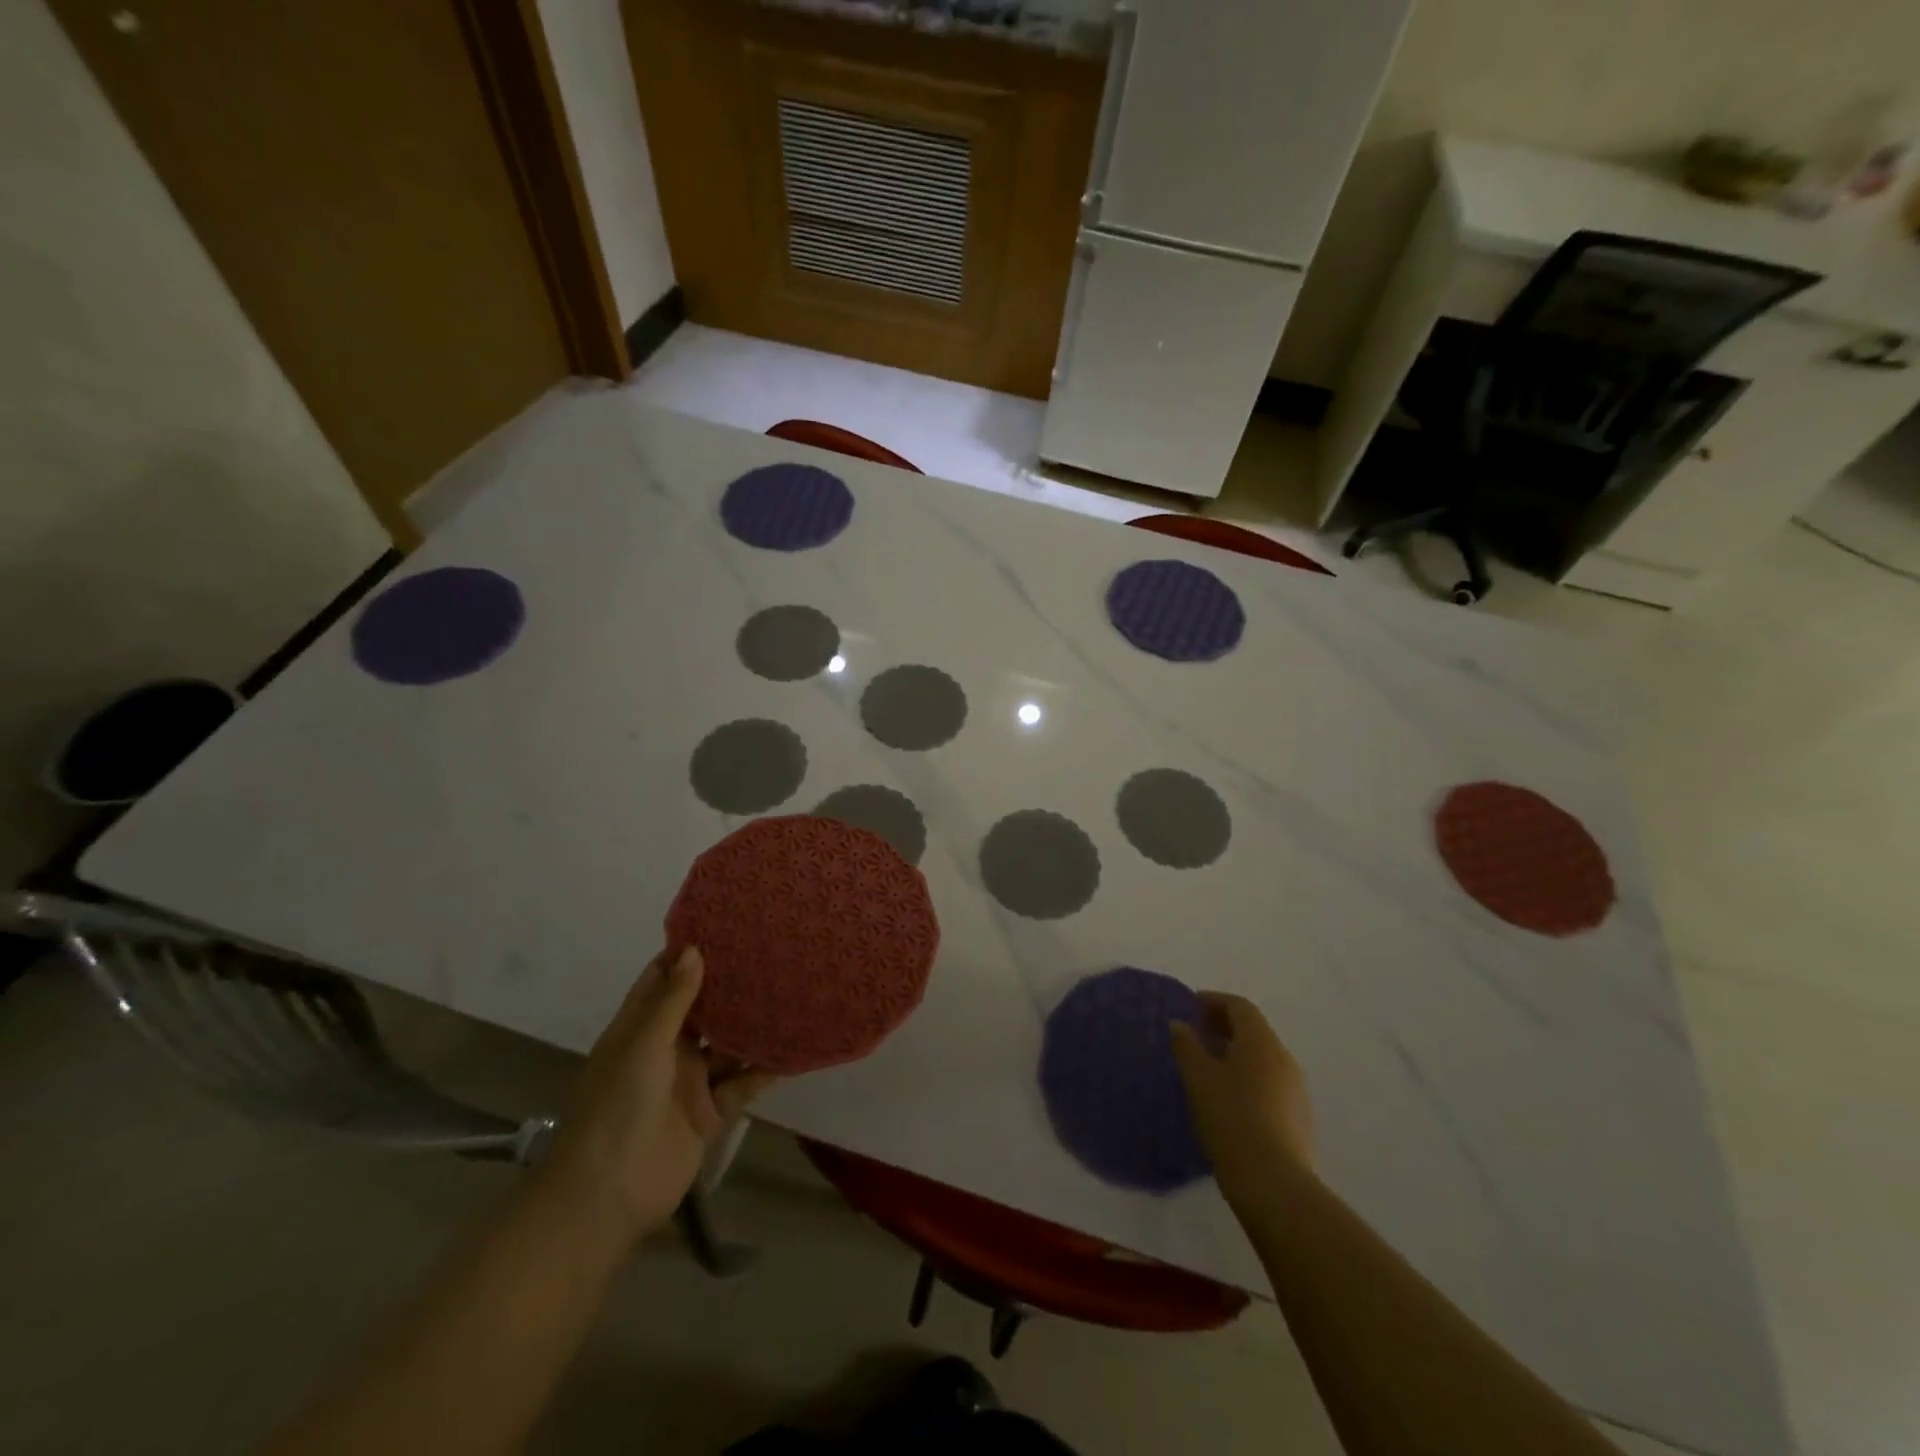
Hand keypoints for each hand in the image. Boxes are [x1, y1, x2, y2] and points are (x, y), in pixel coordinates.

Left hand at [540, 947, 778, 1239]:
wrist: (609, 1195)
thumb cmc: (617, 1107)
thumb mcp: (642, 1045)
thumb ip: (673, 1000)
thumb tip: (694, 949)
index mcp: (639, 1029)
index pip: (662, 980)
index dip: (686, 954)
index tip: (722, 925)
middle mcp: (666, 1049)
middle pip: (702, 1008)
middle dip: (729, 983)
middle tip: (770, 948)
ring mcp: (691, 1081)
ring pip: (728, 1043)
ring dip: (753, 1022)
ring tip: (791, 987)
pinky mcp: (712, 1111)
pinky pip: (744, 1081)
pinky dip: (767, 1066)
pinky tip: (796, 1044)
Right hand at [1171, 992, 1315, 1202]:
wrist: (1275, 1185)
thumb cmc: (1231, 1120)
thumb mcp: (1198, 1079)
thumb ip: (1187, 1046)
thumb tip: (1180, 1025)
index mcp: (1261, 1042)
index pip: (1240, 1007)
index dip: (1214, 1001)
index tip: (1191, 1006)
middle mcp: (1284, 1059)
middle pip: (1254, 1030)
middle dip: (1225, 1026)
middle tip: (1197, 1033)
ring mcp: (1296, 1090)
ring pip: (1264, 1058)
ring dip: (1237, 1052)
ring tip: (1209, 1067)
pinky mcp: (1299, 1118)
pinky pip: (1271, 1082)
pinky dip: (1249, 1076)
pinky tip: (1230, 1098)